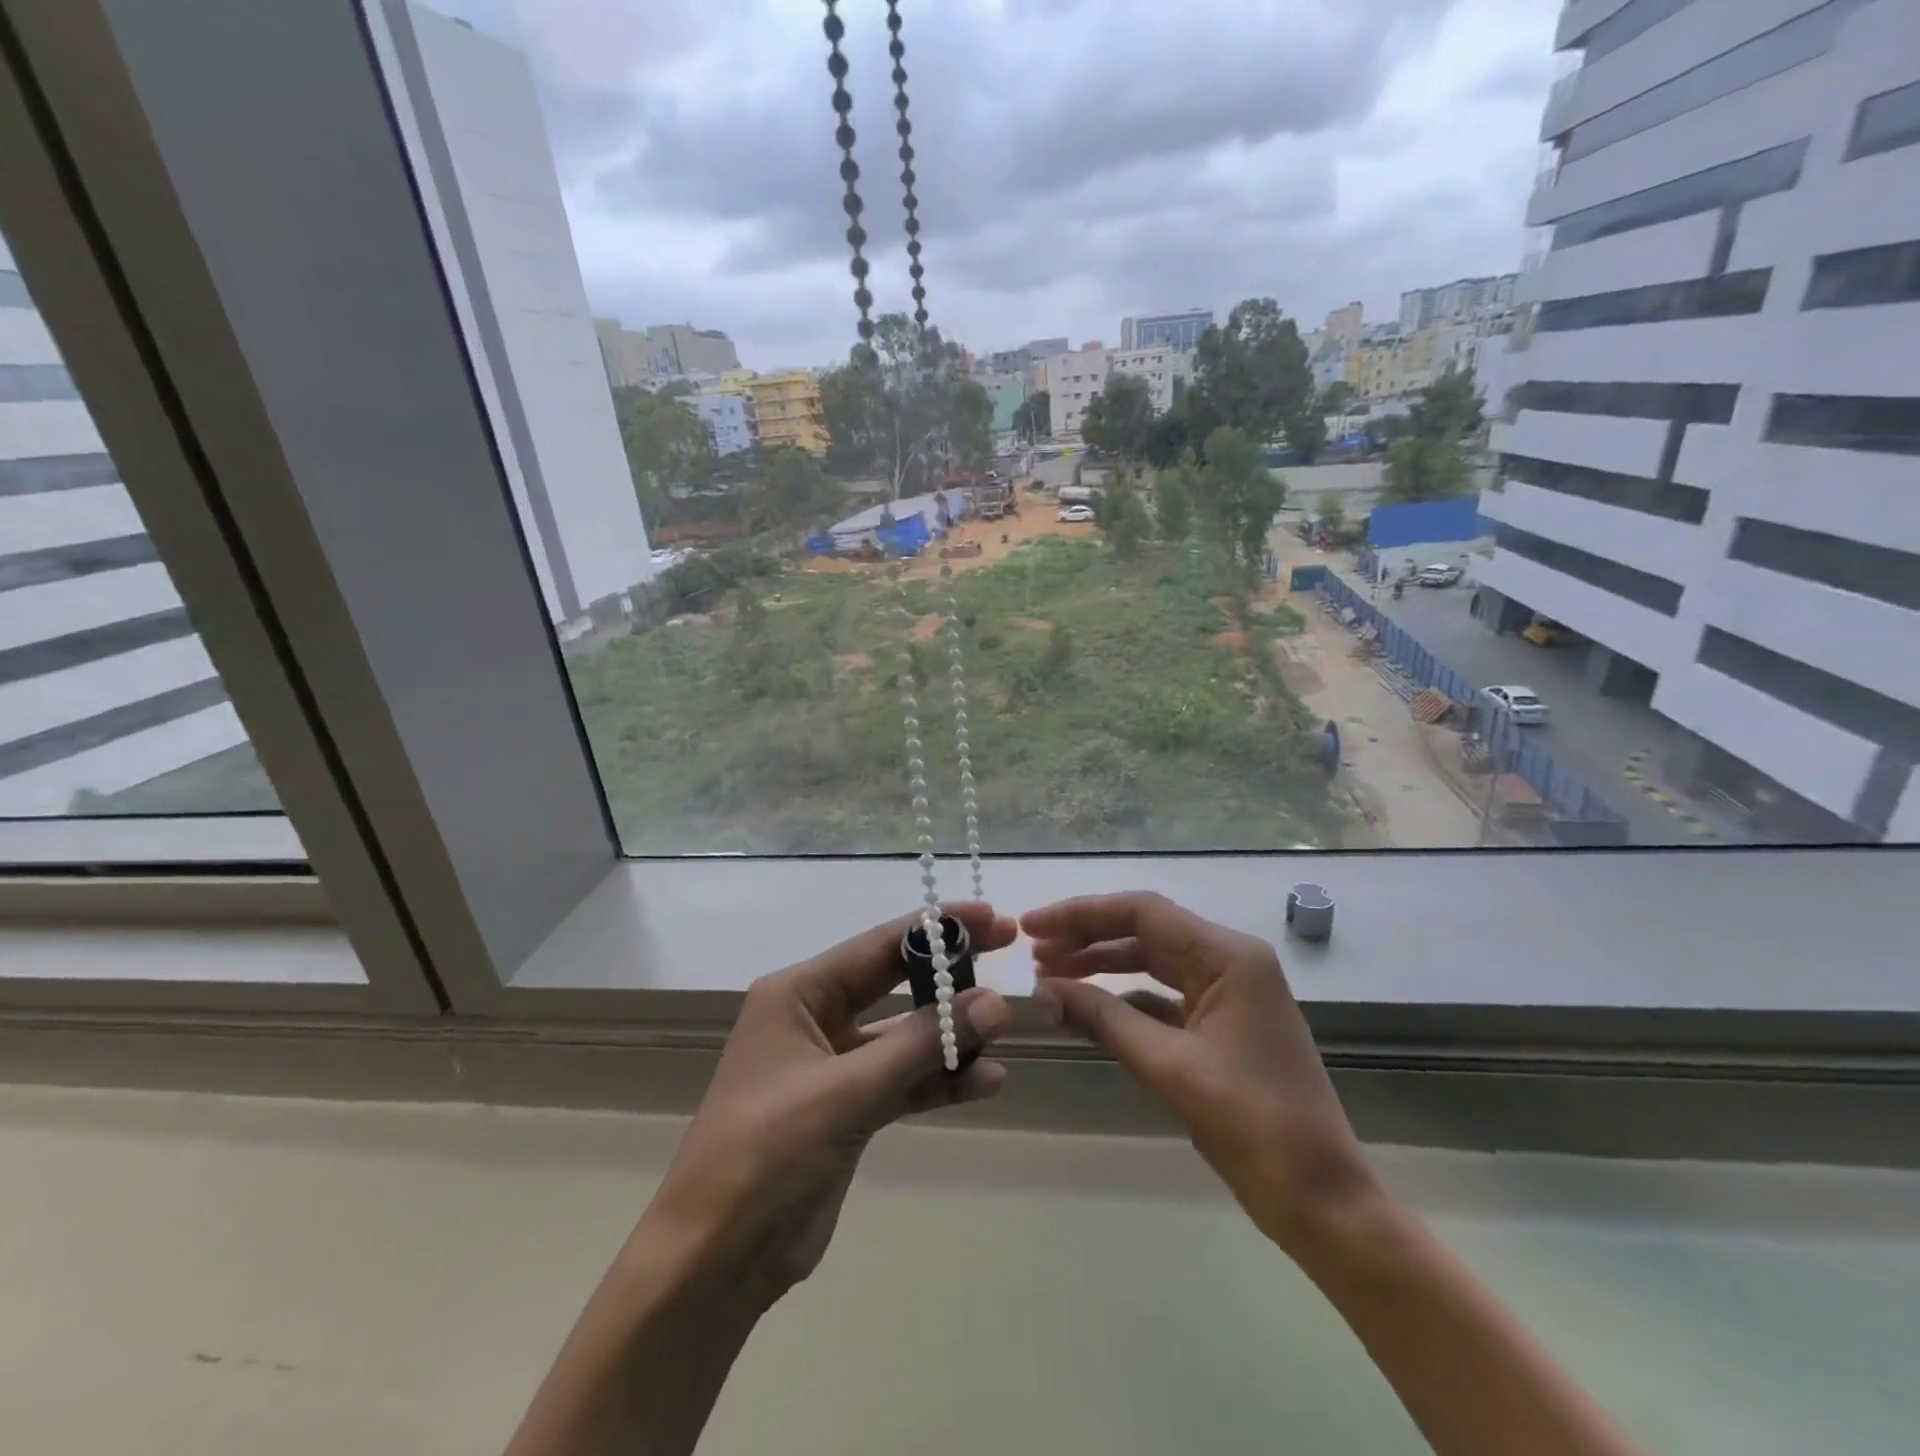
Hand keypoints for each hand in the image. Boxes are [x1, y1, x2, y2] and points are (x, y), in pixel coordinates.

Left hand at [645, 902, 1014, 1307]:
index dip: (936, 929)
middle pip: (895, 981)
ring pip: (904, 1035)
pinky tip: (985, 1082)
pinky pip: (903, 1079)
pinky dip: (940, 1080)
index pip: (879, 946)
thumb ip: (921, 1045)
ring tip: (1005, 1035)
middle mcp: (815, 1018)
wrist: (716, 1261)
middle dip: (949, 974)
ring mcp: (833, 1065)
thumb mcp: (846, 1092)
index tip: (992, 918)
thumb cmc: (767, 1154)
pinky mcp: (849, 1108)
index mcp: (798, 994)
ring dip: (951, 1036)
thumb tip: (994, 1003)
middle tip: (1008, 954)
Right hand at [1024, 891, 1377, 1257]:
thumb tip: (1044, 990)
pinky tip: (1086, 1011)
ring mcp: (1227, 994)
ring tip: (1050, 976)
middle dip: (1086, 938)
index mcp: (1228, 957)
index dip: (1081, 915)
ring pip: (1151, 964)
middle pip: (1145, 932)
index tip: (1032, 926)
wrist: (1322, 1200)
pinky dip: (1123, 1001)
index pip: (1142, 913)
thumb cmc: (1253, 1125)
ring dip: (1101, 967)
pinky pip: (1162, 998)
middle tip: (1033, 952)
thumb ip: (1104, 1019)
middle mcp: (1229, 962)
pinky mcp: (1221, 1026)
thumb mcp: (1170, 1067)